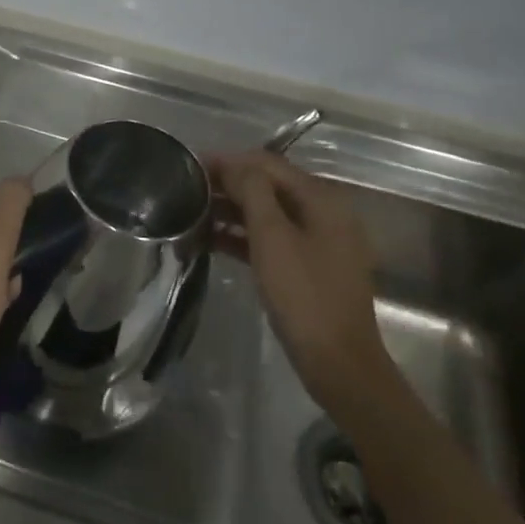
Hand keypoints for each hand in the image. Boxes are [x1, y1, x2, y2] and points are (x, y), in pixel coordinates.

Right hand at [212, 152, 390, 403]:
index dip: (229, 160)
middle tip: (187, 189)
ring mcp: (317, 242)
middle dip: (228, 185)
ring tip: (192, 214)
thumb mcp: (272, 237)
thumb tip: (234, 163)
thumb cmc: (303, 295)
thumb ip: (252, 192)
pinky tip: (211, 241)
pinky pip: (271, 240)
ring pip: (268, 214)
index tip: (191, 165)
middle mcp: (323, 213)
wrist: (338, 363)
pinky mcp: (308, 268)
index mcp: (321, 199)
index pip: (268, 164)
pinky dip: (242, 237)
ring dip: (232, 211)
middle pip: (269, 187)